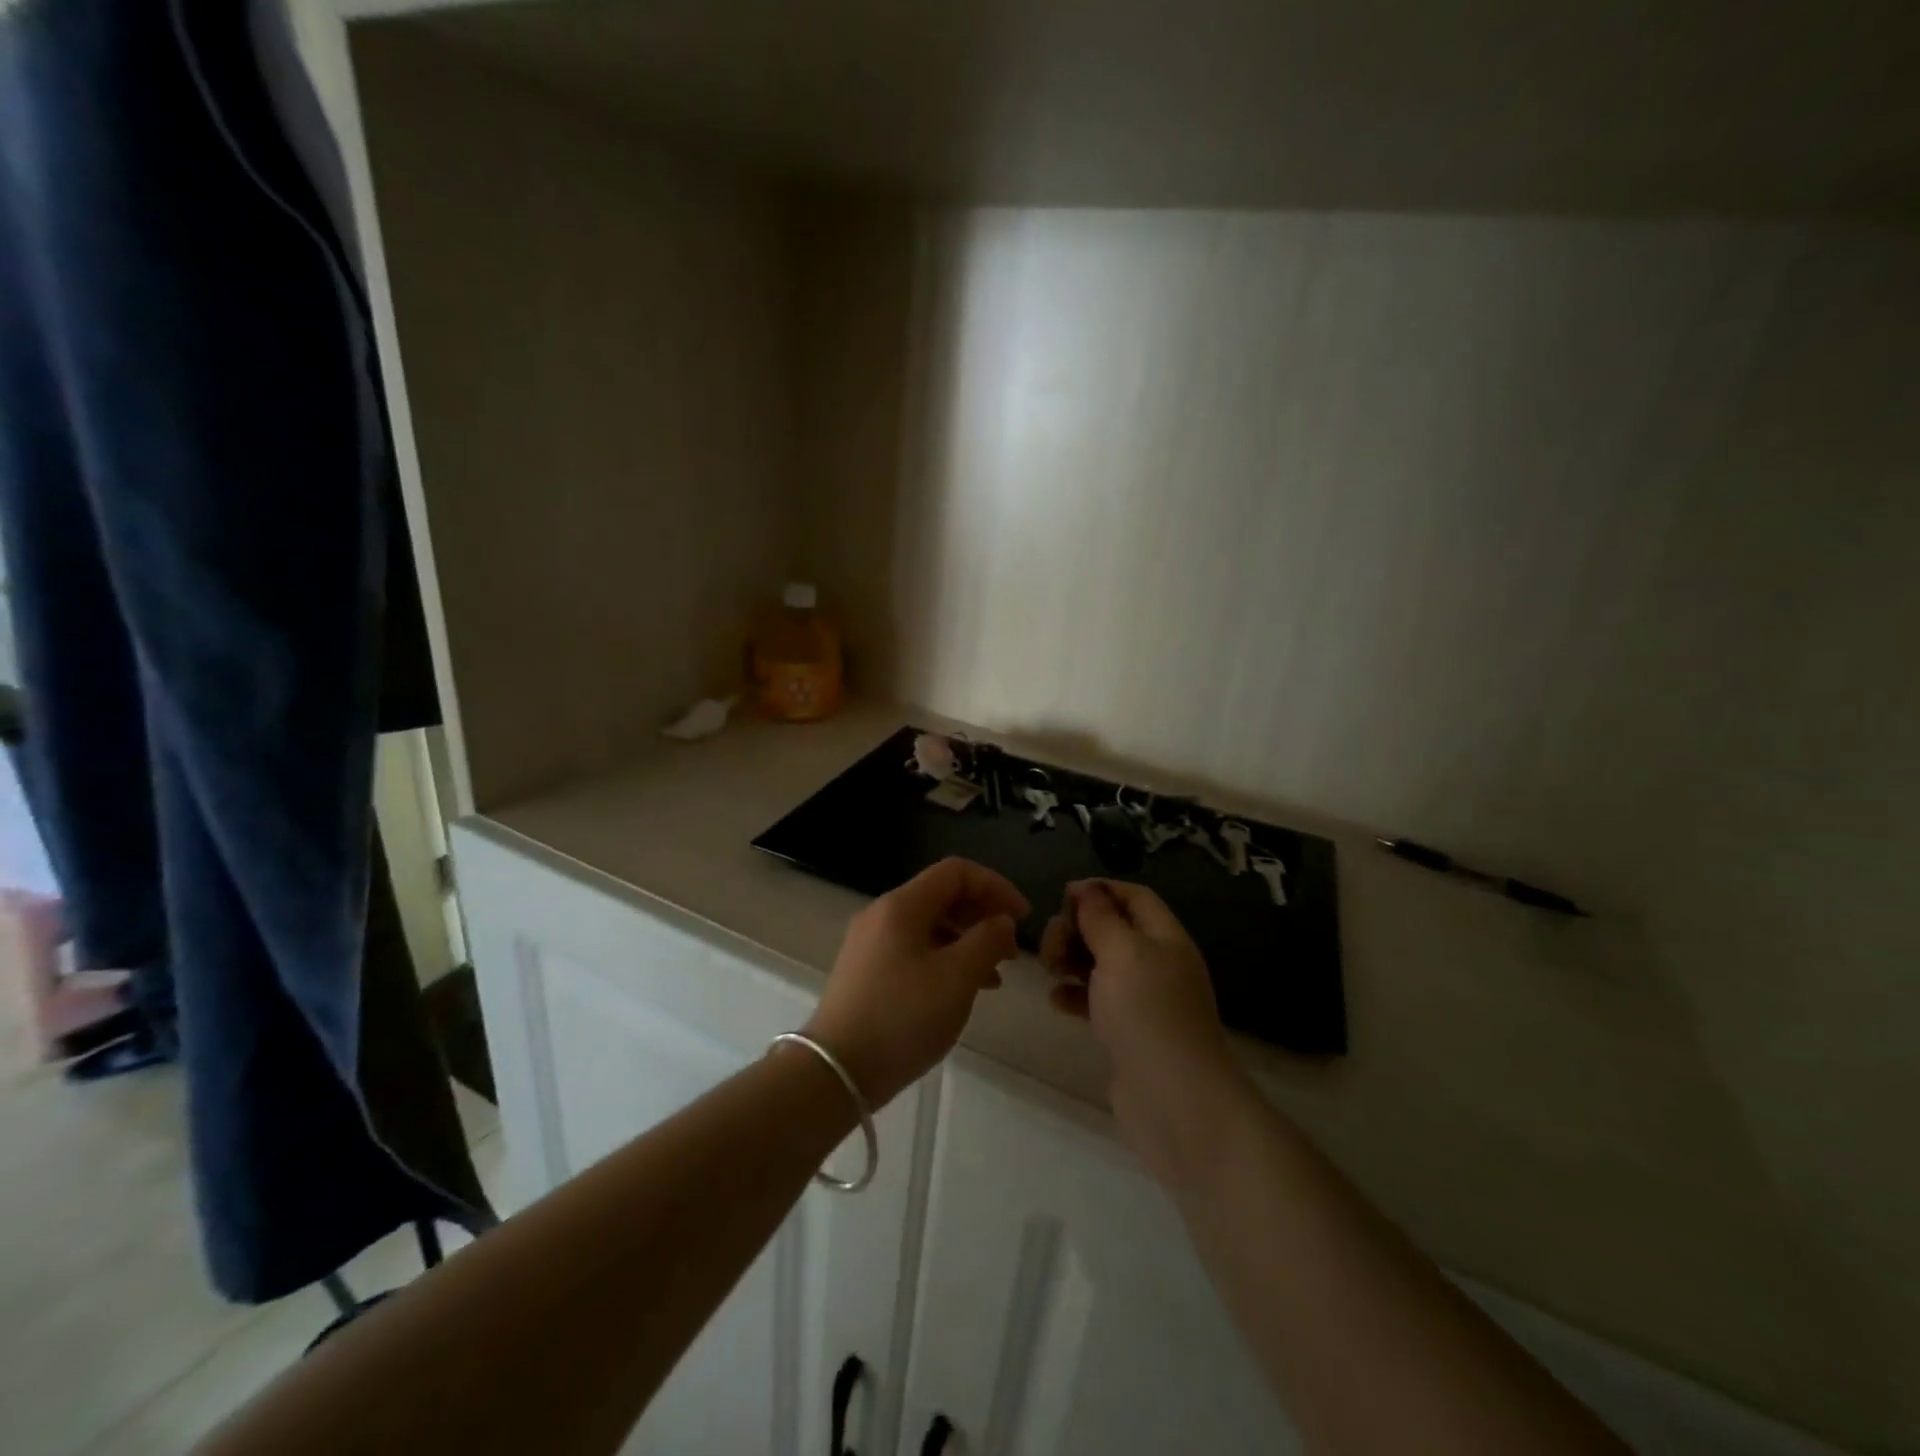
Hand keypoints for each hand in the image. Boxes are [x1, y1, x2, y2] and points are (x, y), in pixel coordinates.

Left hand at [805, 858, 1028, 1108]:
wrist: (836, 1072)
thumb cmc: (902, 1017)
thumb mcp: (957, 978)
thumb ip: (987, 941)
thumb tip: (1001, 921)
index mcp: (902, 905)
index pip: (957, 872)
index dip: (996, 886)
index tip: (1023, 917)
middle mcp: (883, 914)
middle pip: (942, 896)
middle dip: (982, 915)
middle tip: (1011, 948)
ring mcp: (871, 943)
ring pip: (930, 925)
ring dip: (967, 940)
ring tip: (995, 975)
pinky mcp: (867, 971)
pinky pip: (915, 949)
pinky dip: (945, 959)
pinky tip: (963, 990)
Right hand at [1041, 881, 1243, 1186]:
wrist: (1175, 1102)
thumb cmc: (1148, 1015)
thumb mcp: (1122, 953)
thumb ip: (1101, 918)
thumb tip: (1085, 889)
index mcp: (1165, 938)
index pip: (1134, 896)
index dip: (1099, 890)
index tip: (1062, 898)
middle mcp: (1157, 964)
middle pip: (1113, 928)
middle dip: (1077, 928)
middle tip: (1051, 946)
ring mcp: (1144, 1001)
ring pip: (1101, 964)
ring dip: (1071, 959)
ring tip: (1050, 970)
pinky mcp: (1128, 1032)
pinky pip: (1096, 1000)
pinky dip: (1074, 994)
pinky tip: (1056, 1000)